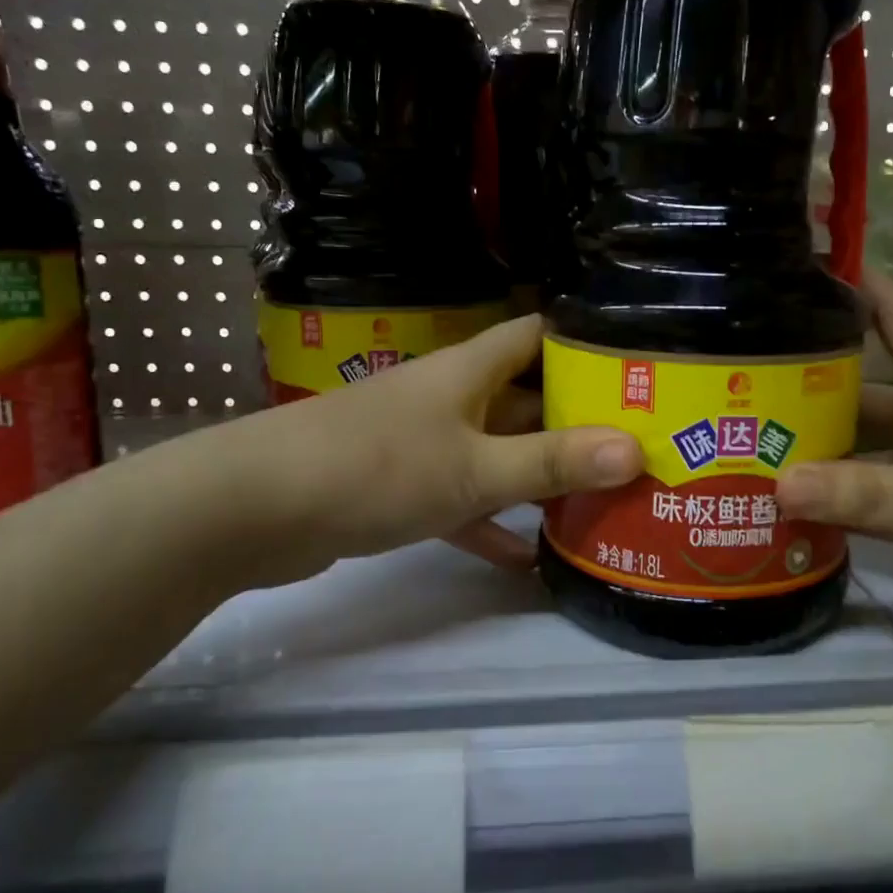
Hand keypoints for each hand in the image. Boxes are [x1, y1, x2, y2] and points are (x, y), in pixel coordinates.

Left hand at [187, 315, 641, 589]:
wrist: (254, 508)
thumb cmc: (375, 468)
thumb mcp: (474, 468)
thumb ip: (552, 462)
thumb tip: (636, 449)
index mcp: (470, 371)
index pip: (537, 335)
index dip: (584, 341)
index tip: (635, 364)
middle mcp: (451, 397)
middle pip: (525, 397)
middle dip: (575, 419)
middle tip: (637, 443)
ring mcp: (424, 442)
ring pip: (496, 451)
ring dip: (538, 474)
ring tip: (599, 497)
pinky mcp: (400, 487)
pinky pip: (461, 499)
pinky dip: (490, 522)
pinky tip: (526, 558)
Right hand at [775, 270, 892, 637]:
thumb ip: (875, 496)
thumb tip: (775, 482)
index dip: (852, 283)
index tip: (793, 262)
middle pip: (861, 391)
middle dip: (803, 388)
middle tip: (731, 391)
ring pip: (867, 451)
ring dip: (818, 454)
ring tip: (745, 456)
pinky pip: (882, 504)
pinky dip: (844, 507)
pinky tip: (797, 514)